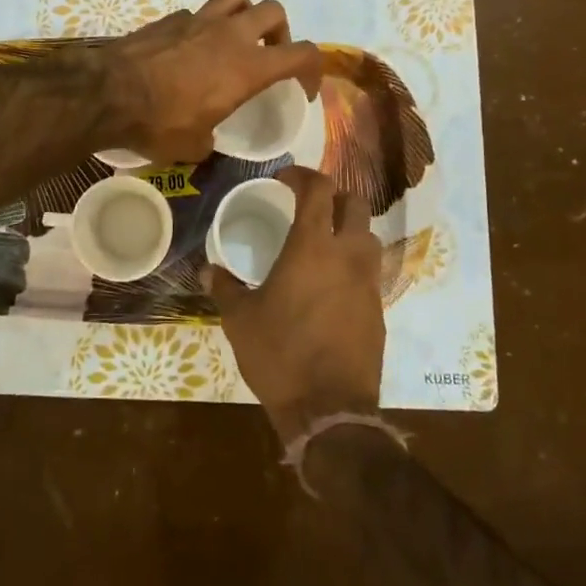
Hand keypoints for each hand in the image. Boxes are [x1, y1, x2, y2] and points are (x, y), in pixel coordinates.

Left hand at [100, 0, 322, 162]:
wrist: (108, 93)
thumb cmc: (160, 123)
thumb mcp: (194, 146)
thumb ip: (210, 137)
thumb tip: (206, 138)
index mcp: (248, 67)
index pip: (303, 54)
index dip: (314, 69)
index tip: (305, 88)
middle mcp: (230, 35)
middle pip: (274, 11)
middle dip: (279, 31)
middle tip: (268, 54)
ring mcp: (198, 19)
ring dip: (244, 13)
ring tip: (234, 36)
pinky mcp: (169, 18)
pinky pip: (196, 11)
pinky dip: (201, 24)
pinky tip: (189, 46)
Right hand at [204, 166, 385, 443]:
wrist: (330, 410)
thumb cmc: (280, 355)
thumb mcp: (241, 319)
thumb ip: (224, 287)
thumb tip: (207, 269)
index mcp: (312, 247)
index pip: (319, 190)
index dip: (302, 175)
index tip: (284, 178)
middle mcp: (347, 256)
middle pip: (355, 204)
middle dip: (333, 195)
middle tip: (308, 204)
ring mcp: (369, 283)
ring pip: (368, 236)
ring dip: (348, 227)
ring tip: (322, 240)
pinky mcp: (379, 309)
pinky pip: (370, 270)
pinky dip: (353, 262)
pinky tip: (331, 282)